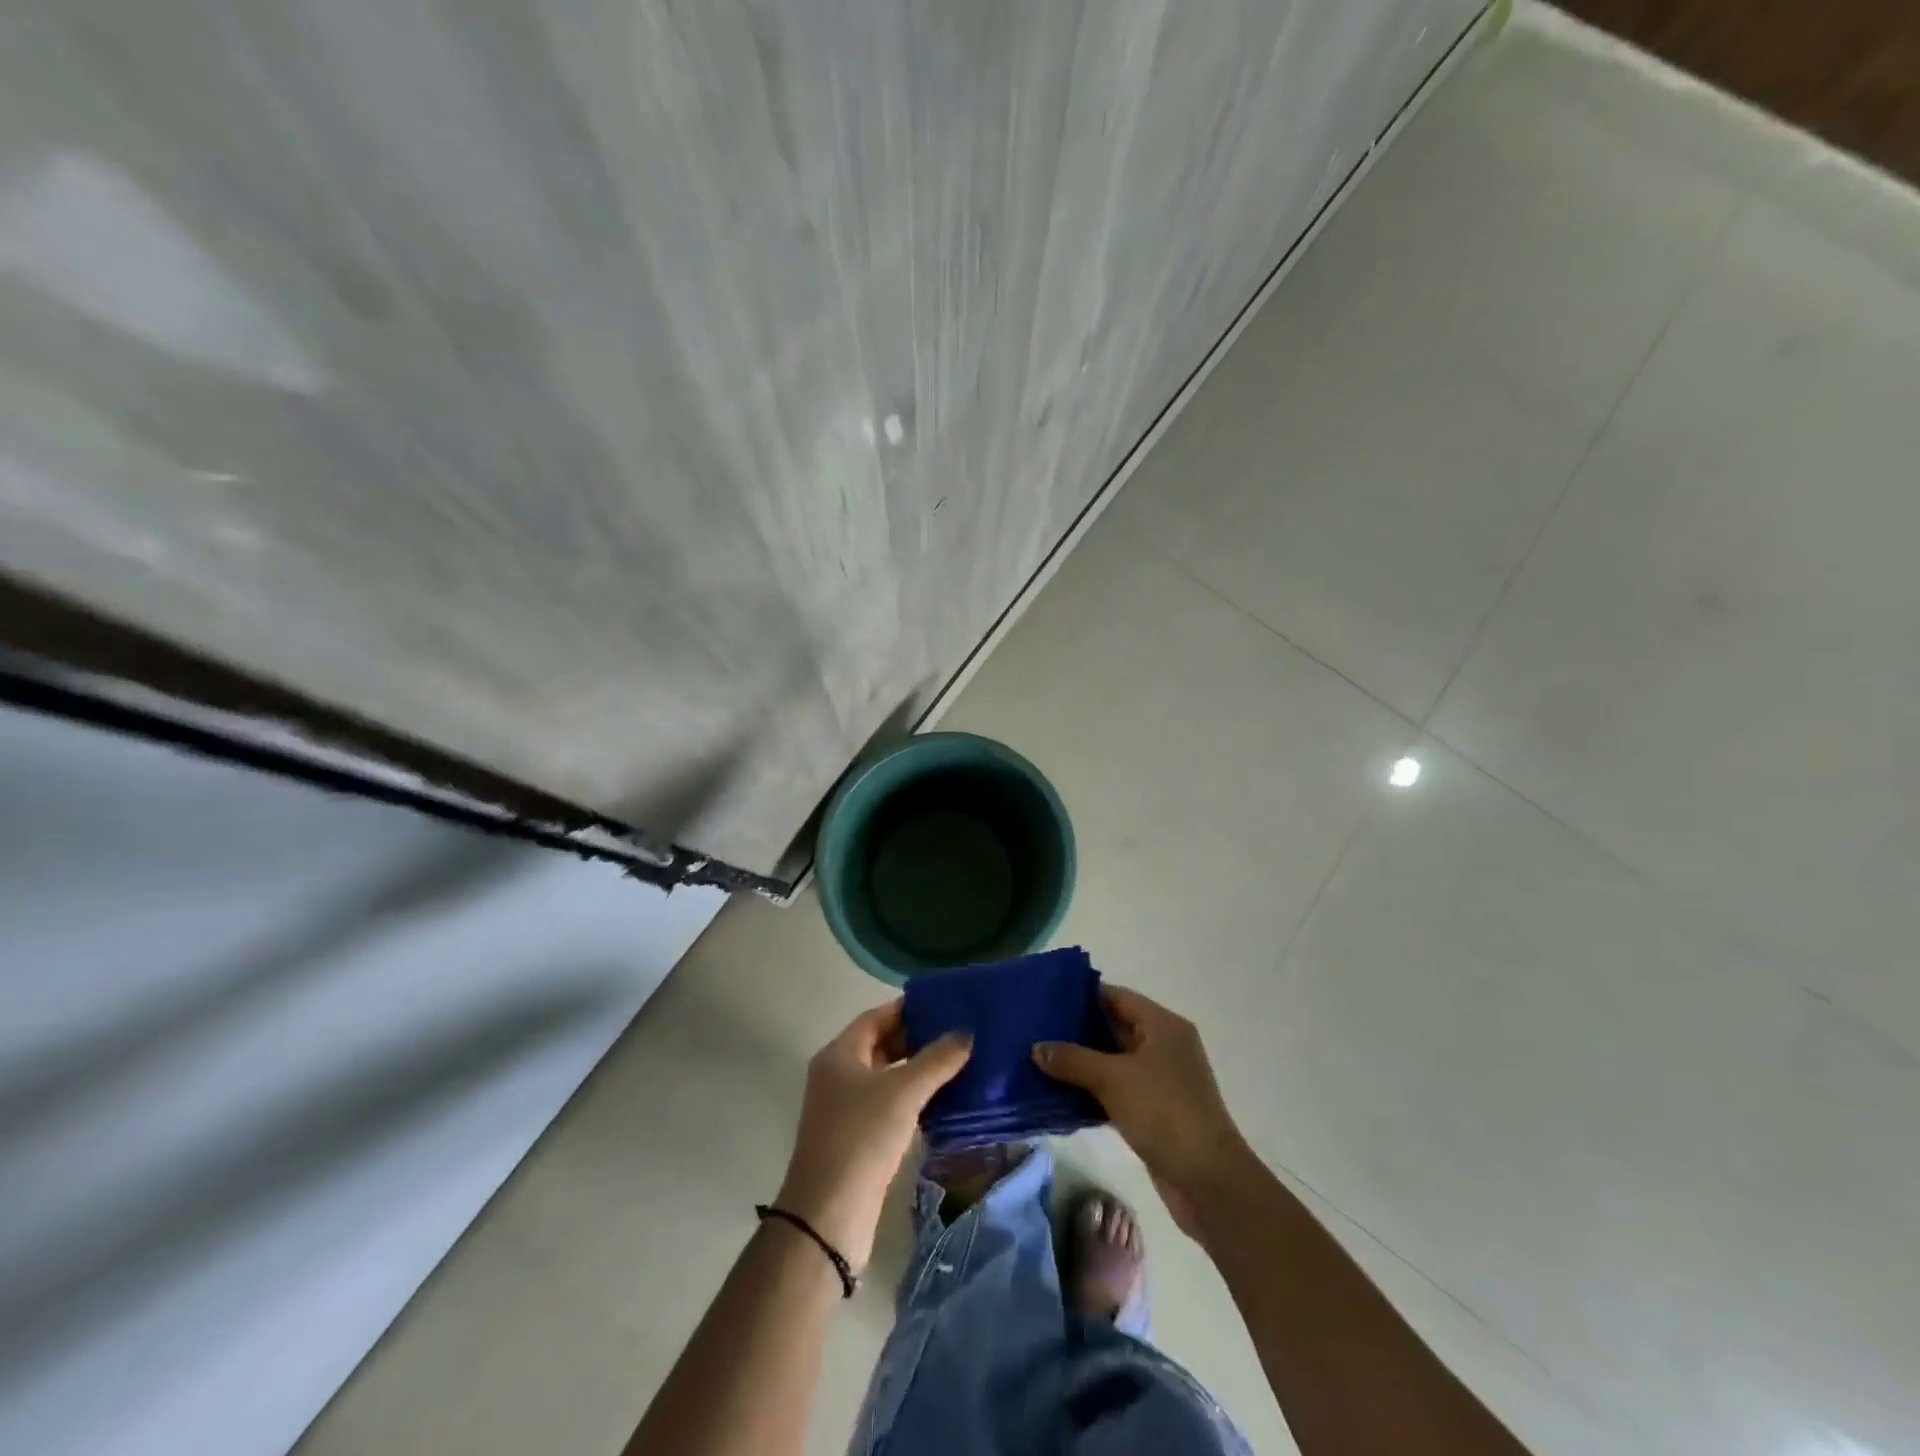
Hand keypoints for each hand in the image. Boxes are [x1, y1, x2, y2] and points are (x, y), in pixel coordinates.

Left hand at [775, 1001, 970, 1271]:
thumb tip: (966, 1033)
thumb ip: (936, 1060)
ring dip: (919, 1070)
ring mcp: (846, 1108)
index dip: (910, 1008)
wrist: (829, 1217)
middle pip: (882, 1044)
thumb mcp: (903, 1092)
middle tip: (959, 1032)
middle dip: (918, 1038)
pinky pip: (890, 1104)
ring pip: (888, 1076)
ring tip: (960, 1061)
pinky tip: (944, 1100)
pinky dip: (914, 1098)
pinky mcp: (858, 1138)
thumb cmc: (862, 1138)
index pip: (877, 1016)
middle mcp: (838, 1075)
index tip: (946, 1004)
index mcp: (839, 1054)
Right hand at [1033, 985, 1251, 1235]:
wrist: (1208, 1181)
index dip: (1082, 995)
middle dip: (1077, 1030)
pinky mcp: (1155, 1110)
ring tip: (1040, 1059)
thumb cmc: (1163, 1112)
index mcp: (1162, 1025)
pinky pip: (1117, 1089)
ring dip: (1082, 1063)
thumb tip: (1036, 1047)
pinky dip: (1093, 1090)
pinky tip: (1061, 1094)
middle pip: (1114, 1027)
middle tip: (1036, 1029)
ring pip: (1113, 1061)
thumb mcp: (1113, 1079)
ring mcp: (1161, 1079)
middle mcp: (1164, 1045)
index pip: (1116, 996)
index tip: (1046, 998)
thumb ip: (1073, 1059)